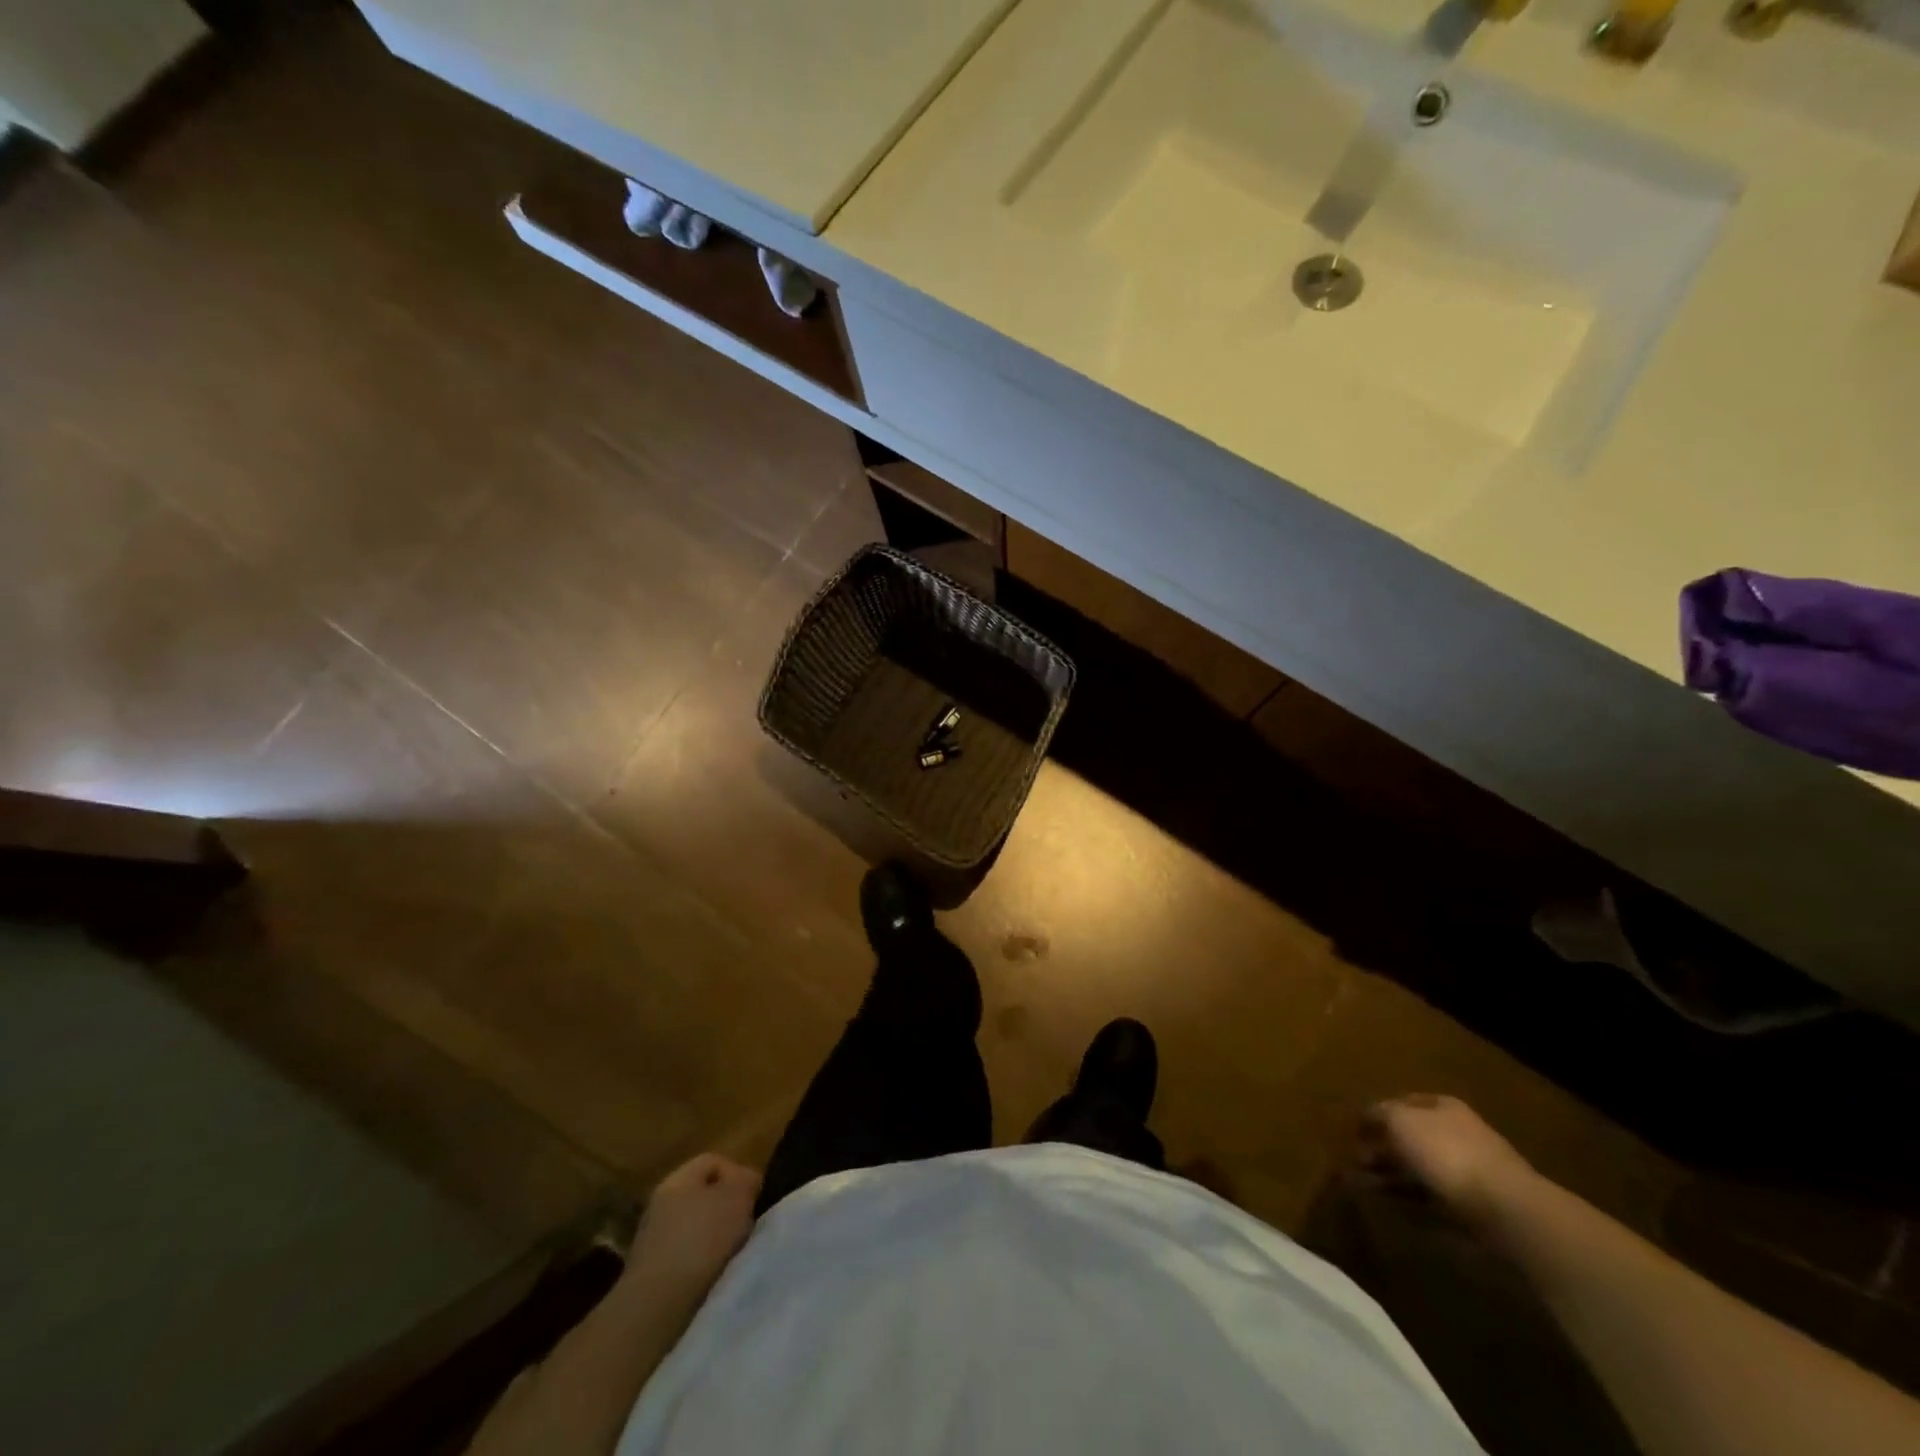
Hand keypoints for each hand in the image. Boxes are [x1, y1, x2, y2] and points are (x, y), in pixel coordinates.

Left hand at [626, 1154, 760, 1302]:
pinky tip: (711, 1276)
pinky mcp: (649, 1274)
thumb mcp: (737, 1198)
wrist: (655, 1306)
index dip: (738, 1173)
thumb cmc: (701, 1240)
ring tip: (731, 1254)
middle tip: (745, 1225)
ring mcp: (651, 1239)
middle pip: (703, 1195)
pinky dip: (700, 1263)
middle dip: (727, 1208)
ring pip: (694, 1227)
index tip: (754, 1198)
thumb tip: (747, 1181)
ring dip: (715, 1238)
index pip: (713, 1161)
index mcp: (678, 1178)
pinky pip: (684, 1256)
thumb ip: (746, 1181)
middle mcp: (660, 1203)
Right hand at [1358, 1094, 1537, 1224]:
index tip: (1355, 1130)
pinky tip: (1391, 1207)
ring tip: (1363, 1186)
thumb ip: (1379, 1115)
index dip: (1377, 1113)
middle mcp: (1457, 1134)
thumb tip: (1367, 1118)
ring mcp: (1469, 1172)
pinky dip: (1410, 1201)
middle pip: (1411, 1138)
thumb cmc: (1446, 1152)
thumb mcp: (1401, 1121)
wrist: (1505, 1208)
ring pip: (1419, 1170)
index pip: (1403, 1102)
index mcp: (1443, 1107)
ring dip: (1391, 1176)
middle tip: (1355, 1161)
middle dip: (1382, 1148)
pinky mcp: (1474, 1207)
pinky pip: (1433, 1199)